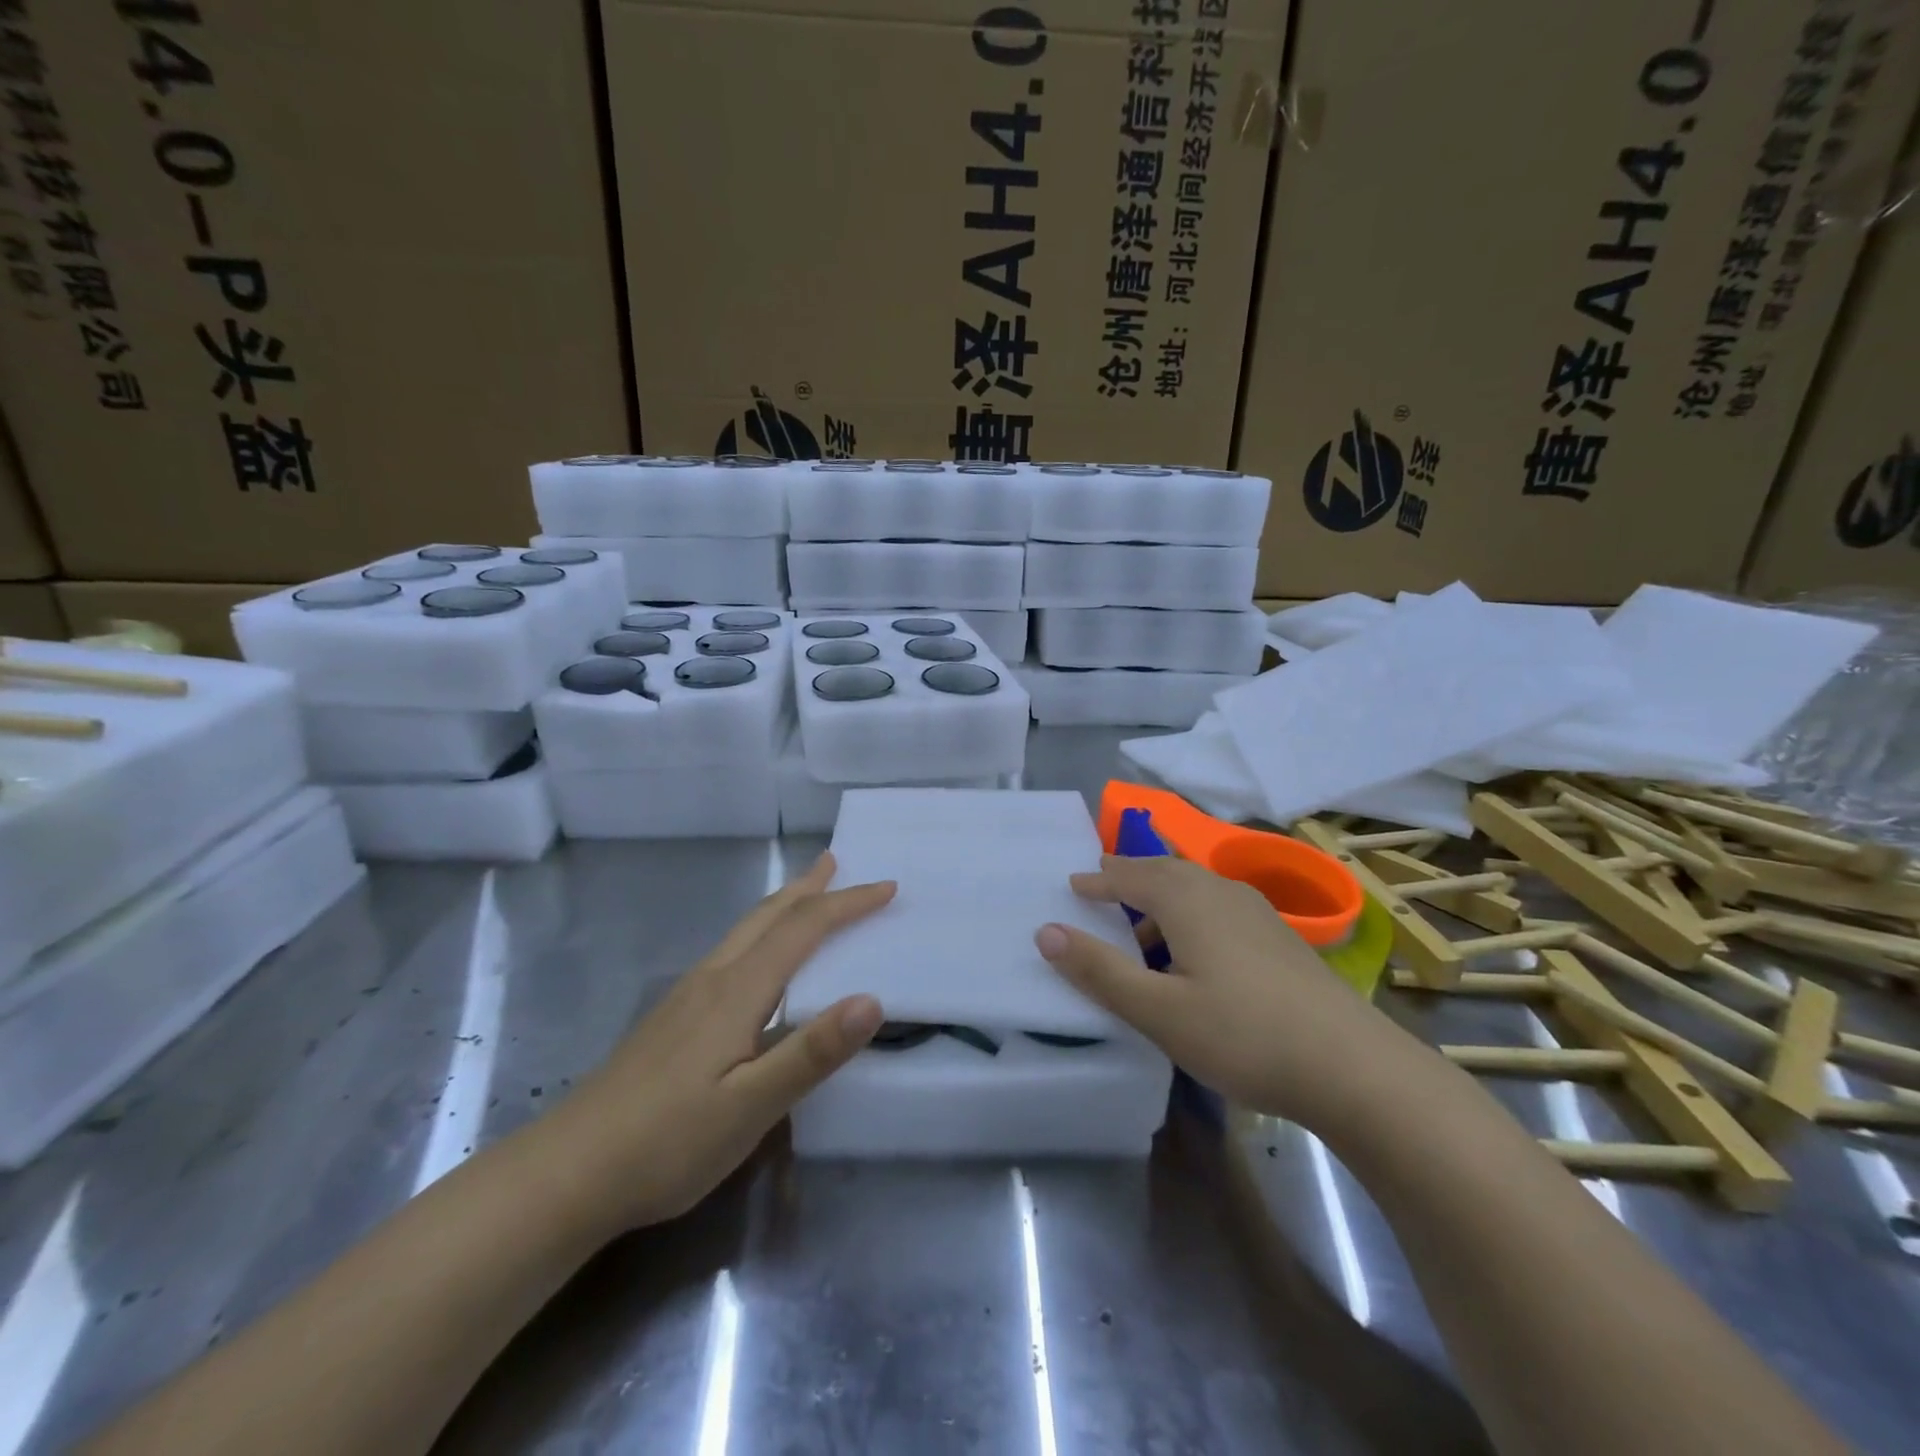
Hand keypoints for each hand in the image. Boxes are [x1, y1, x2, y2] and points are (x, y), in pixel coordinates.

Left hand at [555, 853, 892, 1228]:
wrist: (566, 1174)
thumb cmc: (667, 1142)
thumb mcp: (751, 1107)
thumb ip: (811, 1052)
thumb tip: (873, 999)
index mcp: (737, 991)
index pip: (802, 929)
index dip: (847, 905)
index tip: (887, 888)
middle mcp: (712, 978)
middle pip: (767, 916)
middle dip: (808, 887)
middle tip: (838, 862)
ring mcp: (686, 996)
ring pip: (744, 931)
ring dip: (783, 905)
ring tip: (805, 893)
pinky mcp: (671, 1018)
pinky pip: (731, 952)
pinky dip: (761, 933)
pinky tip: (757, 961)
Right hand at [1033, 854, 1428, 1129]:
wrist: (1353, 1067)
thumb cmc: (1242, 1034)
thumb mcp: (1158, 1010)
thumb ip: (1099, 970)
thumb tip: (1045, 931)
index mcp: (1187, 899)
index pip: (1130, 875)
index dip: (1098, 880)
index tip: (1073, 884)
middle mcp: (1222, 892)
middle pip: (1166, 871)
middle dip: (1130, 877)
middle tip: (1102, 885)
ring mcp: (1257, 914)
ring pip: (1197, 890)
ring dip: (1162, 897)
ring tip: (1141, 926)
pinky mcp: (1281, 939)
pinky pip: (1219, 909)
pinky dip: (1191, 915)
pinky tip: (1195, 954)